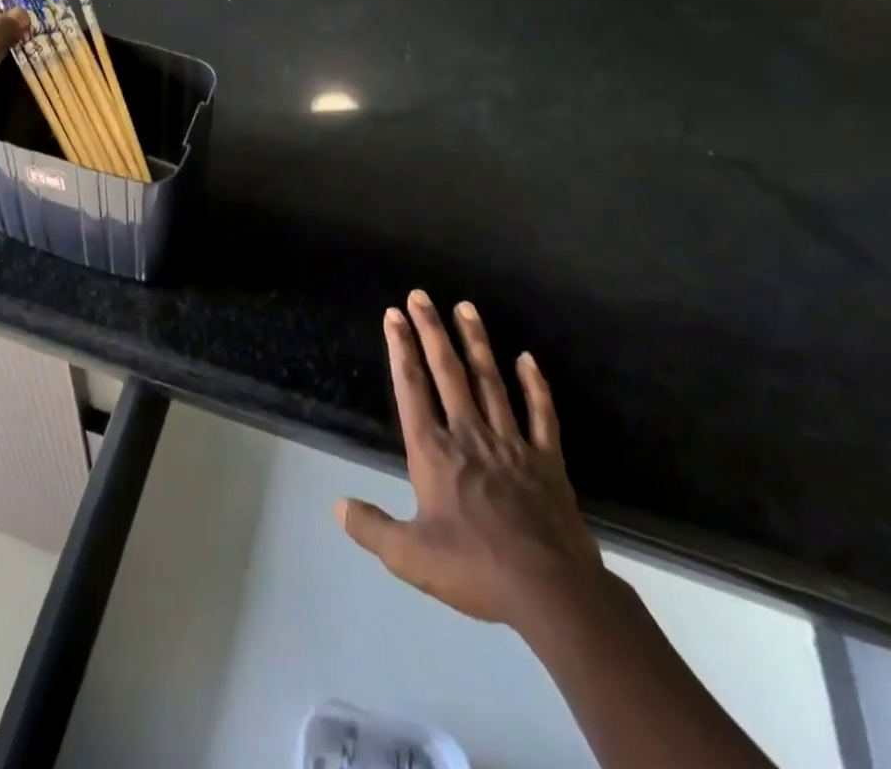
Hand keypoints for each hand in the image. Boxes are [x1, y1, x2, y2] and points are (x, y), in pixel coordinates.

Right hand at [338, 292, 608, 635]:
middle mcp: (469, 434)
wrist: (553, 594)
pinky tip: (527, 359)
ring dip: (476, 342)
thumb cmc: (476, 570)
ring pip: (490, 381)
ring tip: (465, 307)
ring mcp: (511, 443)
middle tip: (421, 295)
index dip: (400, 348)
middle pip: (447, 372)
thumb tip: (336, 505)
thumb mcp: (410, 557)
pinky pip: (541, 414)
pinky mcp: (547, 460)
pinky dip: (535, 385)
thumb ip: (371, 527)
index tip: (393, 314)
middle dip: (431, 330)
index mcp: (434, 451)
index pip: (412, 387)